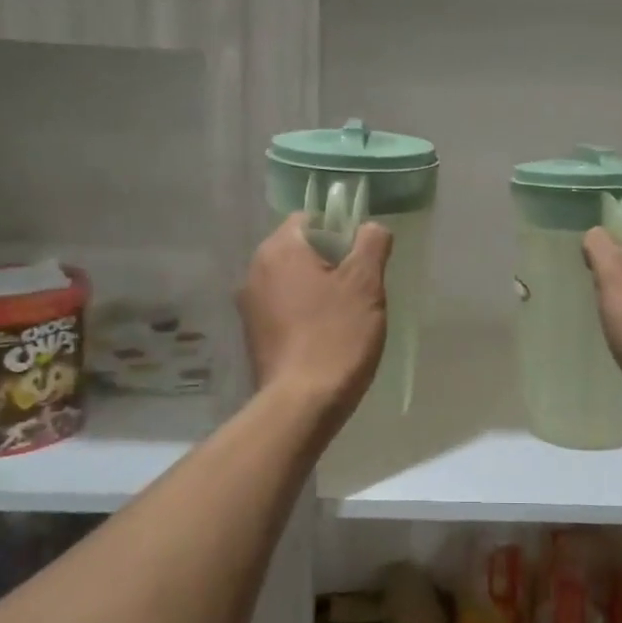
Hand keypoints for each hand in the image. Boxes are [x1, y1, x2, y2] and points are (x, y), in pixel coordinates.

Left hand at [240, 214, 392, 415]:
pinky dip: (305, 313)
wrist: (302, 404)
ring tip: (346, 316)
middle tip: (361, 289)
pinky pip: (284, 308)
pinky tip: (326, 336)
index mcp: (278, 250)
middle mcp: (254, 271)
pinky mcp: (253, 335)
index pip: (310, 219)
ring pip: (293, 281)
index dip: (341, 231)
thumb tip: (371, 227)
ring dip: (319, 289)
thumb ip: (371, 243)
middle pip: (300, 250)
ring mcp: (249, 305)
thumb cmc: (336, 335)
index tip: (362, 259)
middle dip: (332, 263)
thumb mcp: (365, 284)